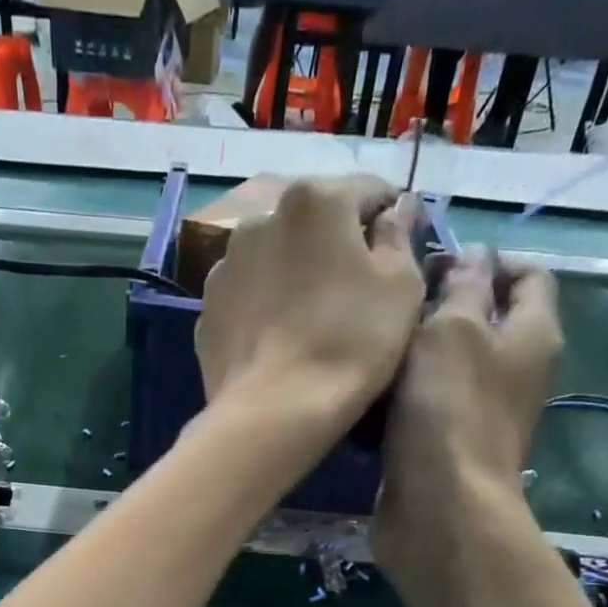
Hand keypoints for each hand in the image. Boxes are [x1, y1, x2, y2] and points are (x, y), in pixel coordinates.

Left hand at [194, 176, 425, 474]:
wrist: (273, 413)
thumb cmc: (349, 344)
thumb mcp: (401, 287)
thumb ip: (399, 238)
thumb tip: (392, 214)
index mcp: (314, 199)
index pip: (367, 192)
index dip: (390, 220)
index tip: (398, 253)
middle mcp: (260, 219)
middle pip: (312, 223)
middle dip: (334, 247)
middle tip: (352, 293)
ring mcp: (224, 267)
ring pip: (272, 260)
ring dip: (292, 276)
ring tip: (308, 321)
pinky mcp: (206, 312)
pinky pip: (246, 300)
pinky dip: (262, 310)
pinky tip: (277, 344)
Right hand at [373, 248, 562, 587]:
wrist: (437, 510)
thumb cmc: (449, 410)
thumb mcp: (453, 330)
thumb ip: (461, 287)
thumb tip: (472, 258)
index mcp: (532, 333)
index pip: (527, 274)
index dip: (487, 258)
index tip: (434, 261)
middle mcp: (513, 371)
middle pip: (480, 320)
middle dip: (437, 307)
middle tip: (391, 305)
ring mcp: (477, 413)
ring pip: (443, 366)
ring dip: (409, 356)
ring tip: (371, 346)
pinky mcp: (443, 447)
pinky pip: (421, 407)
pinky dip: (397, 399)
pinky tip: (366, 394)